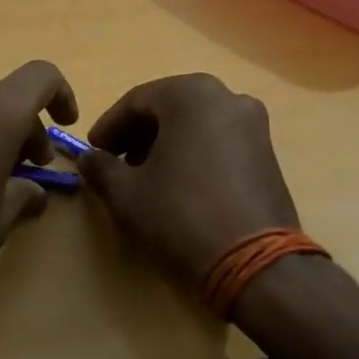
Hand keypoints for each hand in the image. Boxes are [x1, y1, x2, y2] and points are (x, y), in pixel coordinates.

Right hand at [80, 73, 299, 288]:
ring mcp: (255, 126)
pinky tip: (180, 186)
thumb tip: (90, 159)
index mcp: (191, 95)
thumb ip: (101, 167)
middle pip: (169, 108)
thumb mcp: (125, 193)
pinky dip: (194, 154)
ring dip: (166, 144)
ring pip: (196, 124)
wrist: (255, 264)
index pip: (136, 100)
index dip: (109, 126)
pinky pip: (220, 142)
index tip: (93, 151)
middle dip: (138, 133)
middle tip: (117, 163)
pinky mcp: (269, 155)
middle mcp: (227, 98)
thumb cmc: (180, 216)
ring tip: (146, 178)